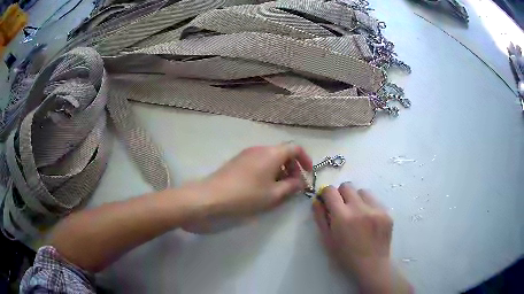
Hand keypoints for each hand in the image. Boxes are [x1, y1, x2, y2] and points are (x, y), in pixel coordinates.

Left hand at [187, 143, 311, 224]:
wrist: (212, 196)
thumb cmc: (247, 195)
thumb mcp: (274, 195)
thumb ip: (292, 187)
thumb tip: (300, 182)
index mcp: (272, 153)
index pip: (295, 148)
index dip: (305, 159)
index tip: (308, 173)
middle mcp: (260, 148)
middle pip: (282, 152)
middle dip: (292, 167)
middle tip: (293, 185)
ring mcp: (247, 153)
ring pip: (270, 157)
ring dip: (280, 170)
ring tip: (279, 188)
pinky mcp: (238, 160)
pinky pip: (259, 161)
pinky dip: (267, 170)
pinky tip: (263, 186)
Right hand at [313, 183, 411, 292]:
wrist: (372, 264)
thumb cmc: (345, 256)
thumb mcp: (327, 240)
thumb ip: (320, 218)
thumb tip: (317, 200)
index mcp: (342, 217)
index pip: (330, 191)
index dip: (326, 194)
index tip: (327, 201)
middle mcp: (360, 208)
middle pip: (347, 186)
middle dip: (341, 194)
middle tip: (342, 208)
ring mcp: (376, 209)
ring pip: (362, 191)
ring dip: (356, 198)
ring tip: (358, 213)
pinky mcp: (387, 211)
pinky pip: (375, 200)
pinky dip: (369, 205)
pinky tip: (369, 219)